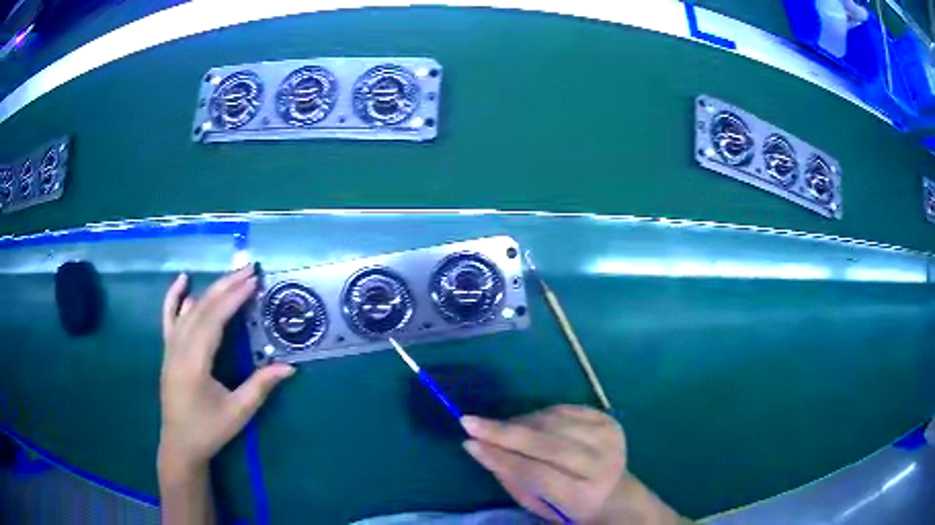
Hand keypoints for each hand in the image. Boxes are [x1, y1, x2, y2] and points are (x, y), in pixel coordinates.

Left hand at [159, 265, 294, 473]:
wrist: (180, 444)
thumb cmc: (209, 429)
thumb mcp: (238, 412)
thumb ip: (261, 386)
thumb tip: (289, 367)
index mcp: (194, 363)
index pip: (214, 321)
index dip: (234, 299)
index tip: (253, 281)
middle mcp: (179, 348)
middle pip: (202, 308)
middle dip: (226, 286)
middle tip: (248, 269)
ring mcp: (170, 347)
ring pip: (189, 309)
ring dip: (210, 289)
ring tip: (231, 275)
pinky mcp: (168, 350)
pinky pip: (168, 317)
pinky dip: (174, 296)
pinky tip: (183, 280)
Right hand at [461, 405, 625, 522]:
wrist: (614, 493)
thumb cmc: (567, 505)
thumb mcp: (535, 502)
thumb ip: (509, 476)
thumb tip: (475, 446)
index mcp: (583, 495)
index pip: (537, 472)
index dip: (502, 457)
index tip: (469, 441)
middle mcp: (601, 464)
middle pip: (548, 444)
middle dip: (505, 432)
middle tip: (470, 421)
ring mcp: (608, 438)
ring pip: (555, 422)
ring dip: (521, 422)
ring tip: (501, 429)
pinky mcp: (609, 420)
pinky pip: (565, 409)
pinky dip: (541, 413)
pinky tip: (528, 422)